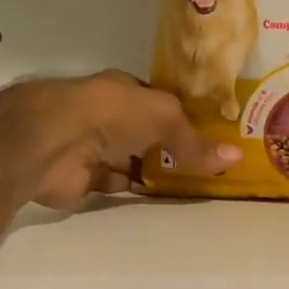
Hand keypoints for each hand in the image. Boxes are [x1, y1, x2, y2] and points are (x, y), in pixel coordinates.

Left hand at [23, 71, 239, 209]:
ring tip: (194, 184)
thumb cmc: (110, 114)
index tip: (212, 133)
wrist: (53, 142)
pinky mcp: (85, 179)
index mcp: (123, 90)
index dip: (184, 116)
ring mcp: (94, 148)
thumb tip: (235, 156)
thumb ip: (195, 141)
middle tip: (209, 164)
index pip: (158, 102)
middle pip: (146, 133)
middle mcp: (108, 116)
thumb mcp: (163, 118)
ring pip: (133, 159)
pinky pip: (119, 184)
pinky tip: (161, 198)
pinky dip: (136, 190)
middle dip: (172, 146)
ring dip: (155, 170)